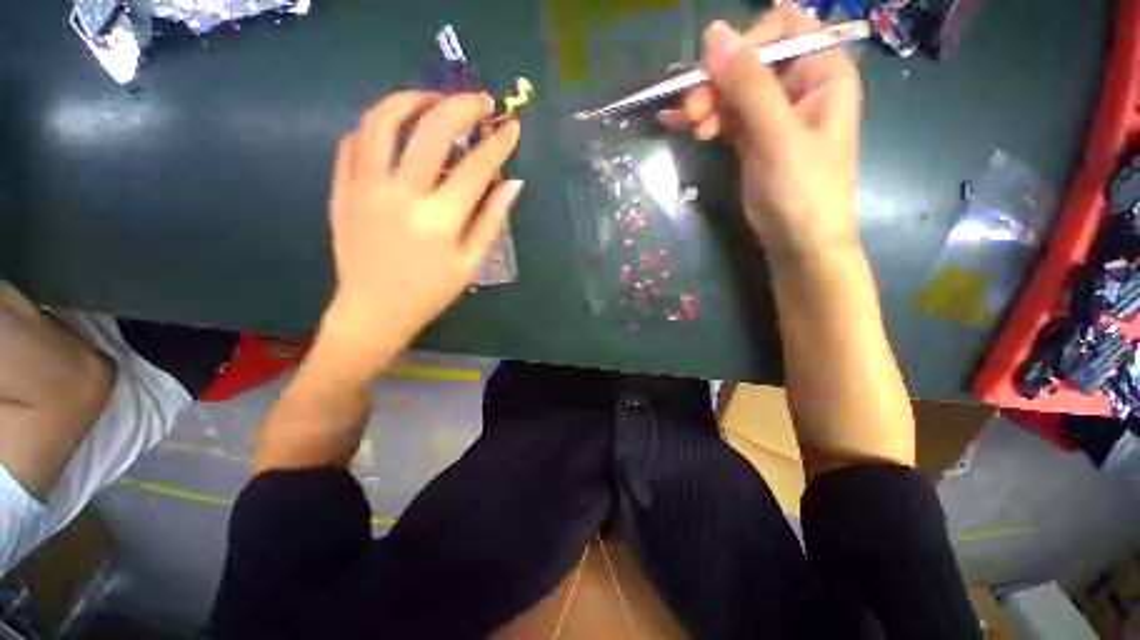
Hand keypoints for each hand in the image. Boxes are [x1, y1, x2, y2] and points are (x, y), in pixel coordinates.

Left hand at [322, 91, 522, 364]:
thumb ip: (491, 220)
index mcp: (439, 221)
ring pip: (382, 121)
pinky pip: (354, 140)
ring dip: (412, 99)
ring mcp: (364, 188)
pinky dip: (378, 124)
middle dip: (462, 106)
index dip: (498, 143)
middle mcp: (401, 196)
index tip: (511, 128)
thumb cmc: (429, 293)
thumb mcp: (470, 263)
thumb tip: (513, 183)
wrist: (373, 311)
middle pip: (431, 130)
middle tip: (480, 102)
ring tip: (434, 100)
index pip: (476, 167)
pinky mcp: (341, 189)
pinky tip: (396, 127)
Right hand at [658, 6, 862, 263]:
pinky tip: (681, 126)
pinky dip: (705, 119)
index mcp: (821, 72)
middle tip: (692, 111)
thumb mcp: (776, 135)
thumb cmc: (801, 190)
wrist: (799, 242)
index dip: (746, 43)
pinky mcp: (754, 137)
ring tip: (689, 127)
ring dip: (707, 103)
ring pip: (733, 90)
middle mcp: (799, 85)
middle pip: (750, 61)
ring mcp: (774, 113)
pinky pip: (726, 116)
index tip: (716, 74)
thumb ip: (748, 84)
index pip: (783, 28)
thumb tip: (714, 33)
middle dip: (717, 81)